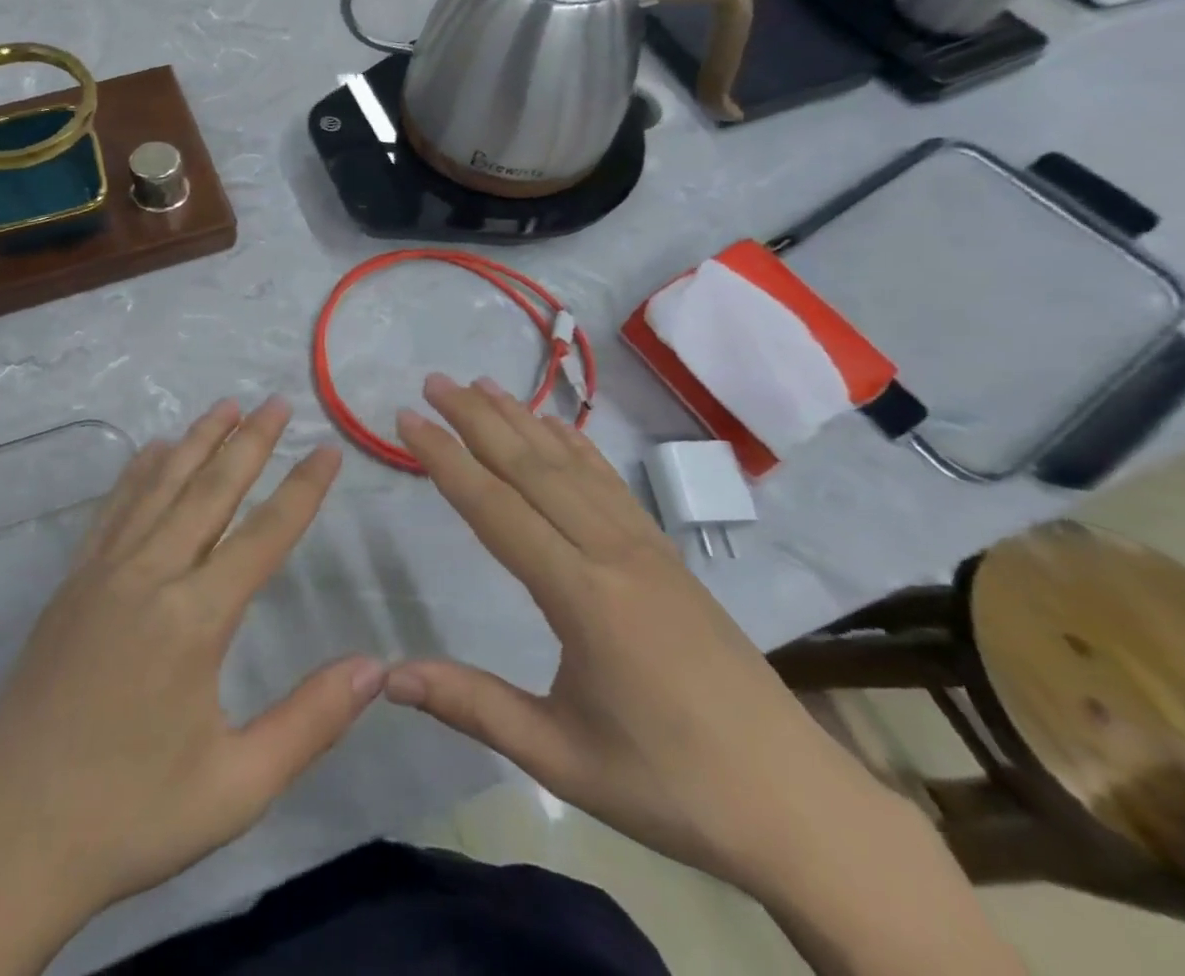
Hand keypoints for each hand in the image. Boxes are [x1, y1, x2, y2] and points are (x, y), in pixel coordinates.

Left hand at [0, 397, 382, 975]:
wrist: (8, 839)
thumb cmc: (131, 815)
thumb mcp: (236, 786)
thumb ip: (310, 722)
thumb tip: (376, 667)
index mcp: (195, 619)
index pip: (264, 535)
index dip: (302, 488)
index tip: (327, 447)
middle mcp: (150, 576)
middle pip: (210, 491)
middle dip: (249, 442)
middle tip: (277, 401)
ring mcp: (102, 573)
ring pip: (159, 487)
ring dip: (196, 442)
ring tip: (225, 405)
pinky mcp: (71, 584)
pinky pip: (112, 510)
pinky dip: (138, 472)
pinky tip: (152, 451)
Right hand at [389, 374, 904, 900]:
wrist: (795, 802)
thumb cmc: (669, 785)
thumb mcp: (561, 757)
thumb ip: (473, 706)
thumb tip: (388, 676)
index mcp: (582, 596)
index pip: (496, 509)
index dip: (446, 460)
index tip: (408, 419)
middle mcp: (611, 552)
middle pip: (532, 468)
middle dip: (477, 419)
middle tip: (433, 382)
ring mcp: (644, 547)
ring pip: (571, 465)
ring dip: (523, 419)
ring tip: (481, 385)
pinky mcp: (665, 554)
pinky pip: (610, 482)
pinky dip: (576, 445)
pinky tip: (557, 426)